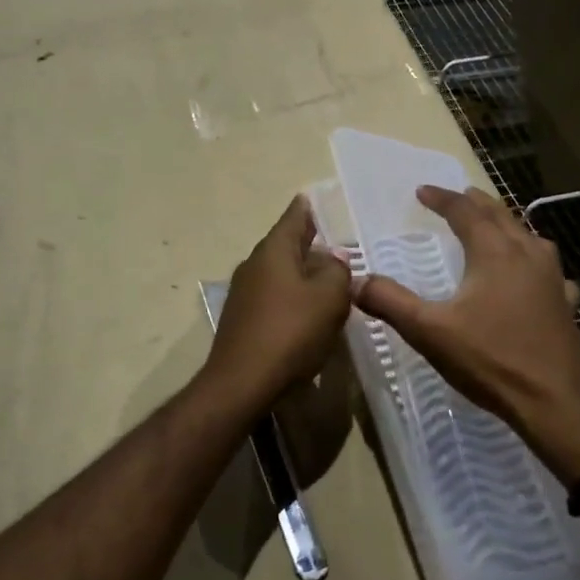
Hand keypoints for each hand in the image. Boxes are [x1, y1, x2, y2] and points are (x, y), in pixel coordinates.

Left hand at [203, 196, 351, 416]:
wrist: (242, 383)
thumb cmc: (291, 331)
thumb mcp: (329, 297)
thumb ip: (337, 271)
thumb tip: (333, 259)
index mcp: (273, 251)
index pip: (293, 218)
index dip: (306, 208)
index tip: (312, 197)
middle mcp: (253, 265)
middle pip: (285, 246)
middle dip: (308, 244)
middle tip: (334, 243)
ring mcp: (244, 294)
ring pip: (279, 274)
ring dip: (302, 274)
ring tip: (328, 280)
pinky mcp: (243, 320)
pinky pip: (273, 298)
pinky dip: (292, 298)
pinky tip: (308, 314)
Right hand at [353, 185, 579, 479]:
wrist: (555, 403)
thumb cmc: (491, 360)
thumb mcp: (429, 331)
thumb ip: (390, 302)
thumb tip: (354, 280)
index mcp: (494, 252)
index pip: (464, 211)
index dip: (441, 198)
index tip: (421, 191)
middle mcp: (527, 254)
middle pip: (500, 215)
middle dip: (475, 203)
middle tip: (457, 195)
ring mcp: (553, 278)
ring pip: (528, 236)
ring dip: (505, 224)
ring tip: (492, 224)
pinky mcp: (566, 303)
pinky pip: (548, 268)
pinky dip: (533, 260)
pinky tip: (534, 276)